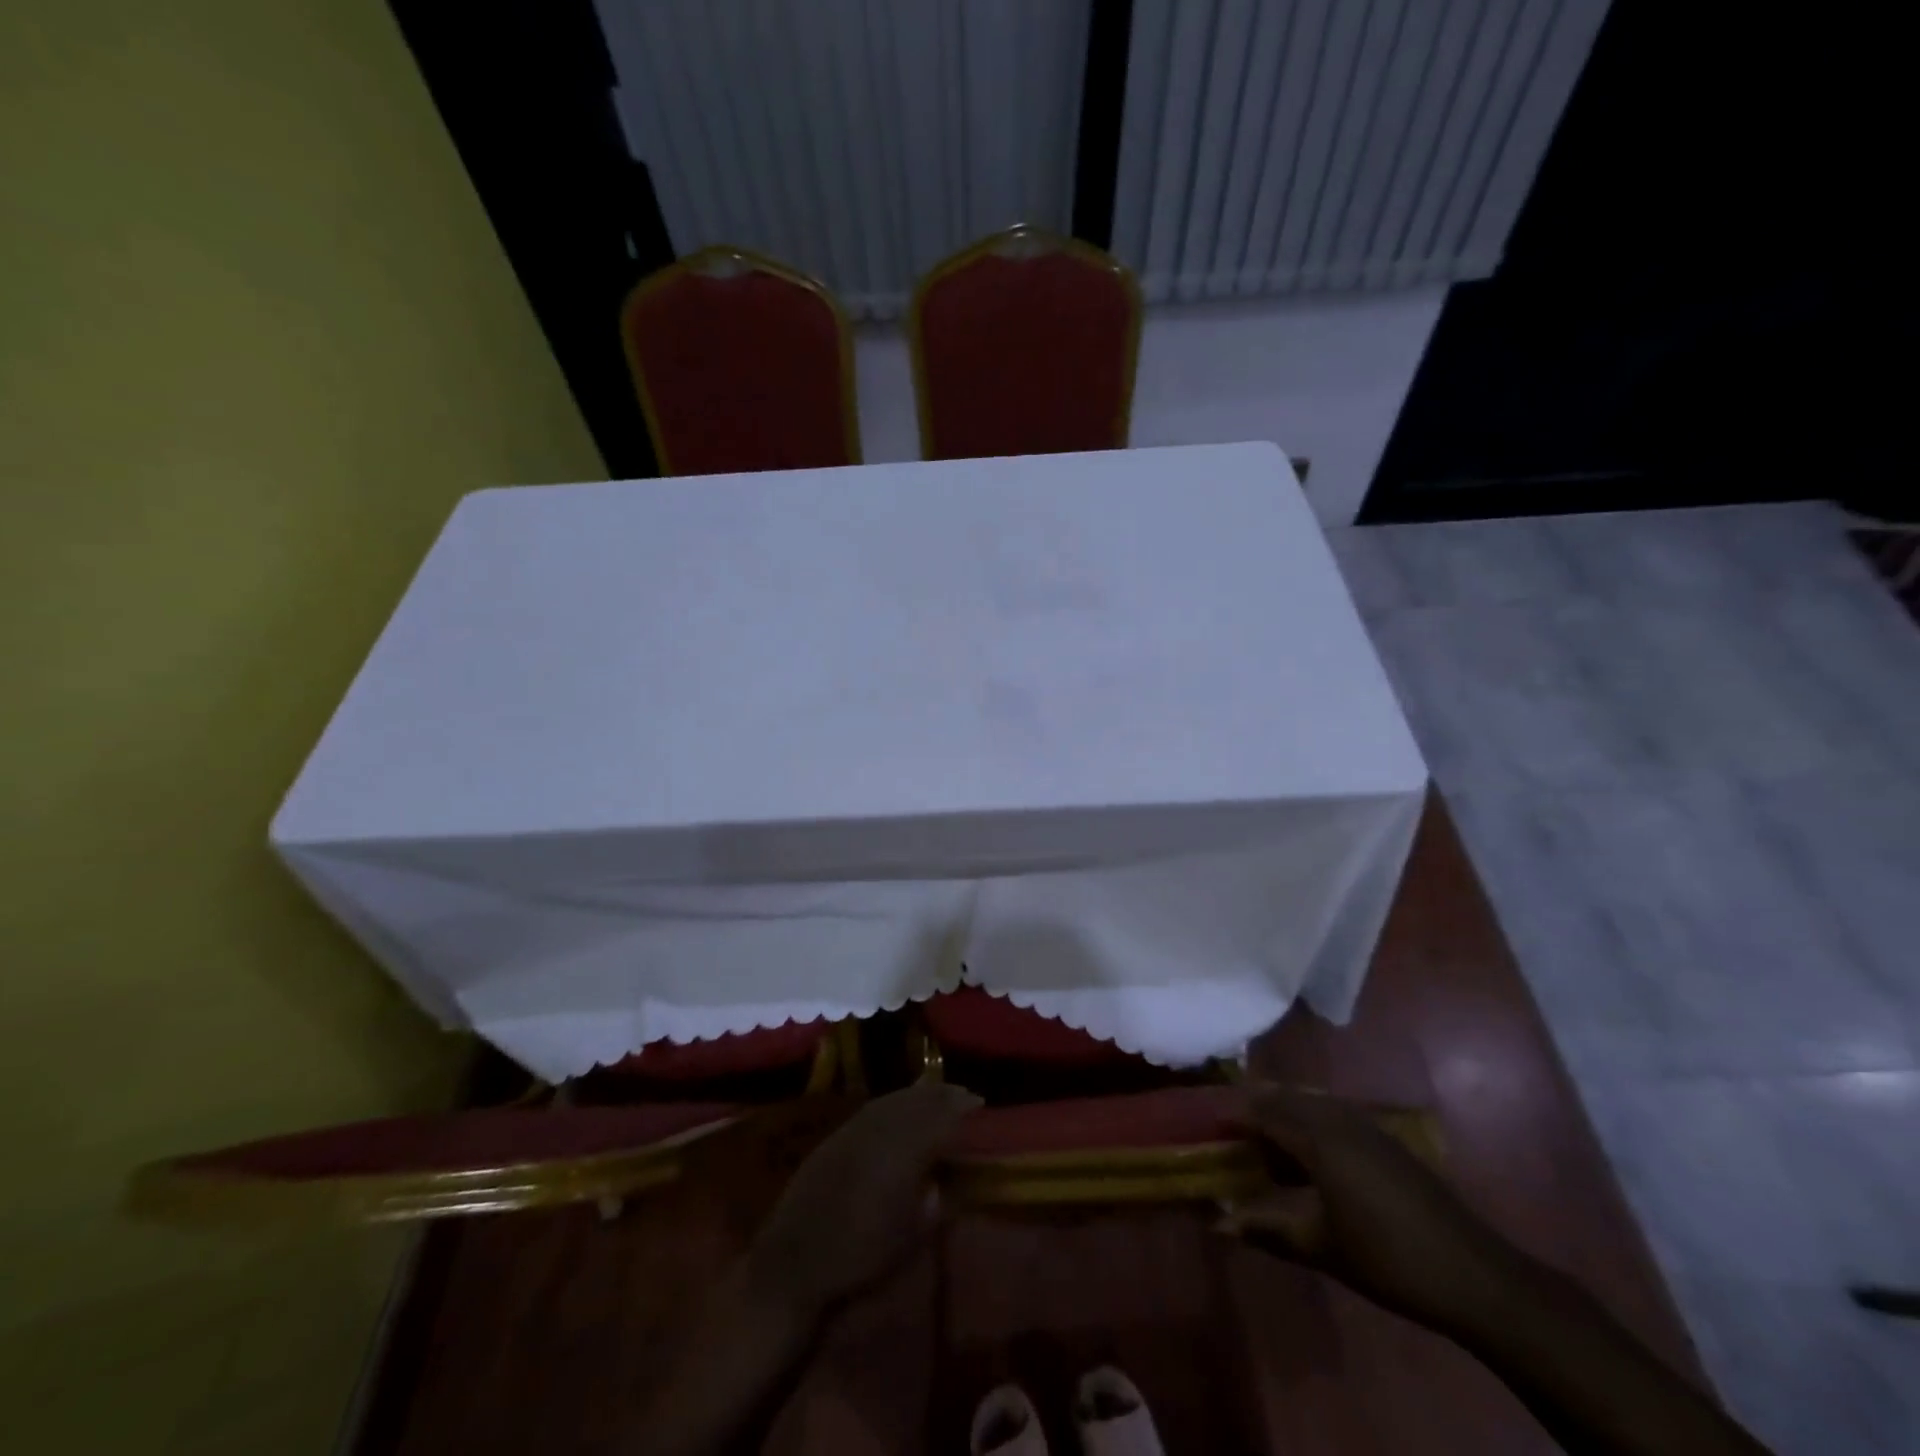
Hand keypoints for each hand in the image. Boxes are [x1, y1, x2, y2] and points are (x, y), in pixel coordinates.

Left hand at [746, 1081, 981, 1318]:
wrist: (792, 1262)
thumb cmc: (856, 1258)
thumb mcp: (906, 1240)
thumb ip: (931, 1205)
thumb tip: (943, 1183)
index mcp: (899, 1155)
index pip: (936, 1119)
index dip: (958, 1109)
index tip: (979, 1102)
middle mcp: (877, 1132)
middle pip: (915, 1103)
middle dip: (941, 1095)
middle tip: (964, 1093)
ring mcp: (853, 1130)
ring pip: (893, 1100)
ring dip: (918, 1094)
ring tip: (937, 1092)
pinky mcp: (835, 1137)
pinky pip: (872, 1107)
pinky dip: (893, 1100)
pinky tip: (899, 1104)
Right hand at [1219, 1083, 1524, 1335]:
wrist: (1474, 1274)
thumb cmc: (1387, 1258)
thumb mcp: (1320, 1247)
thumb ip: (1267, 1230)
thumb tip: (1218, 1224)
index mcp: (1318, 1139)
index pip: (1263, 1112)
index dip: (1234, 1116)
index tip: (1208, 1124)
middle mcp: (1339, 1120)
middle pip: (1286, 1098)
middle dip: (1256, 1106)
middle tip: (1231, 1127)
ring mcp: (1366, 1126)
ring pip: (1311, 1102)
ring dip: (1284, 1111)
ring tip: (1264, 1137)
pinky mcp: (1385, 1140)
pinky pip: (1333, 1113)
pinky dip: (1309, 1120)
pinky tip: (1308, 1151)